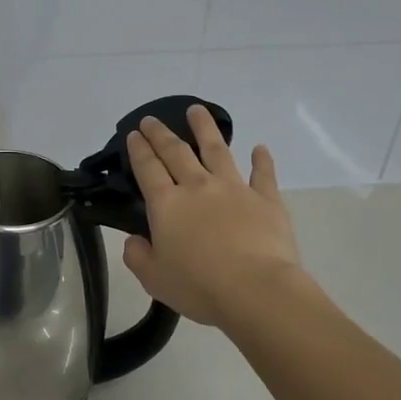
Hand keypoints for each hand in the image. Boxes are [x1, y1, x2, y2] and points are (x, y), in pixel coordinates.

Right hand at [122, 104, 302, 328]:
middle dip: (161, 134)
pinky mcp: (266, 199)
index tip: (134, 134)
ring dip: (205, 128)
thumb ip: (138, 256)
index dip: (139, 150)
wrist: (255, 289)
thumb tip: (135, 240)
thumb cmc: (199, 286)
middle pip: (176, 152)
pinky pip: (263, 174)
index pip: (148, 169)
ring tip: (197, 110)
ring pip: (217, 150)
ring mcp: (234, 189)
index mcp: (167, 205)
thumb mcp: (154, 278)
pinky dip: (262, 160)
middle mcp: (198, 187)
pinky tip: (260, 148)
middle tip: (152, 119)